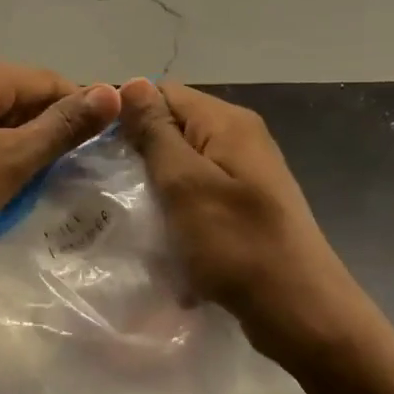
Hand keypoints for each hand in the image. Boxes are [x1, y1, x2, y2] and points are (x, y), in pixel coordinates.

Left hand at [0, 59, 121, 276]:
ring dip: (23, 154)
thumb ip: (59, 128)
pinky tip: (0, 193)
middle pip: (25, 100)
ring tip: (42, 192)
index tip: (104, 157)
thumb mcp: (4, 161)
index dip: (83, 116)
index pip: (52, 83)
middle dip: (52, 137)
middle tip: (76, 182)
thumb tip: (113, 90)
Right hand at [118, 78, 381, 367]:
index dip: (126, 114)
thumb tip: (132, 82)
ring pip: (184, 163)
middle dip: (139, 152)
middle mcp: (241, 138)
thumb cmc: (237, 244)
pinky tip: (161, 233)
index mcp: (228, 123)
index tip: (94, 147)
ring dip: (156, 184)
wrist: (299, 311)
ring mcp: (245, 174)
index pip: (164, 93)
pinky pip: (198, 193)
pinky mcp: (245, 206)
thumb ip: (156, 133)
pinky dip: (177, 208)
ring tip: (127, 210)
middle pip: (175, 127)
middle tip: (105, 183)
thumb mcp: (186, 184)